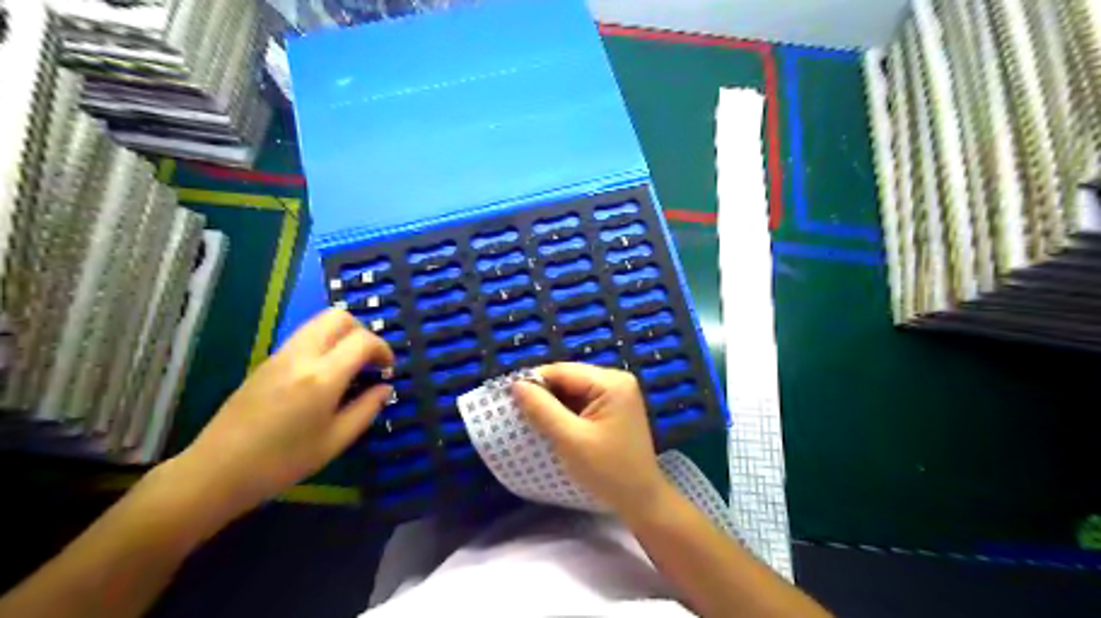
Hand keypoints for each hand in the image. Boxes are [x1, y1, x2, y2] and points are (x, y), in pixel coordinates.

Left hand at [172, 308, 396, 516]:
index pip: (362, 340)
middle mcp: (301, 356)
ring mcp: (280, 355)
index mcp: (322, 377)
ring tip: (350, 365)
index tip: (388, 369)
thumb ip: (366, 409)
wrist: (216, 471)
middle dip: (363, 331)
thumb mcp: (335, 441)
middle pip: (339, 317)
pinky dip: (325, 342)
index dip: (383, 349)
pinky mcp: (267, 362)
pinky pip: (304, 336)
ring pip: (319, 322)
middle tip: (369, 360)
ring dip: (342, 334)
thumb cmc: (282, 462)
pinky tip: (325, 374)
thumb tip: (385, 388)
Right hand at [511, 363, 664, 515]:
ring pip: (573, 390)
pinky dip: (565, 412)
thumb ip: (542, 409)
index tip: (509, 399)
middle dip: (544, 394)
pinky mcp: (613, 407)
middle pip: (568, 378)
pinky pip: (582, 401)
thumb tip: (516, 384)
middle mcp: (616, 380)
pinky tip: (553, 426)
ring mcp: (617, 393)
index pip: (563, 371)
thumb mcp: (570, 440)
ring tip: (534, 421)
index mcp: (611, 382)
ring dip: (553, 404)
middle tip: (520, 414)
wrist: (641, 500)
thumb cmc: (607, 471)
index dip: (535, 382)